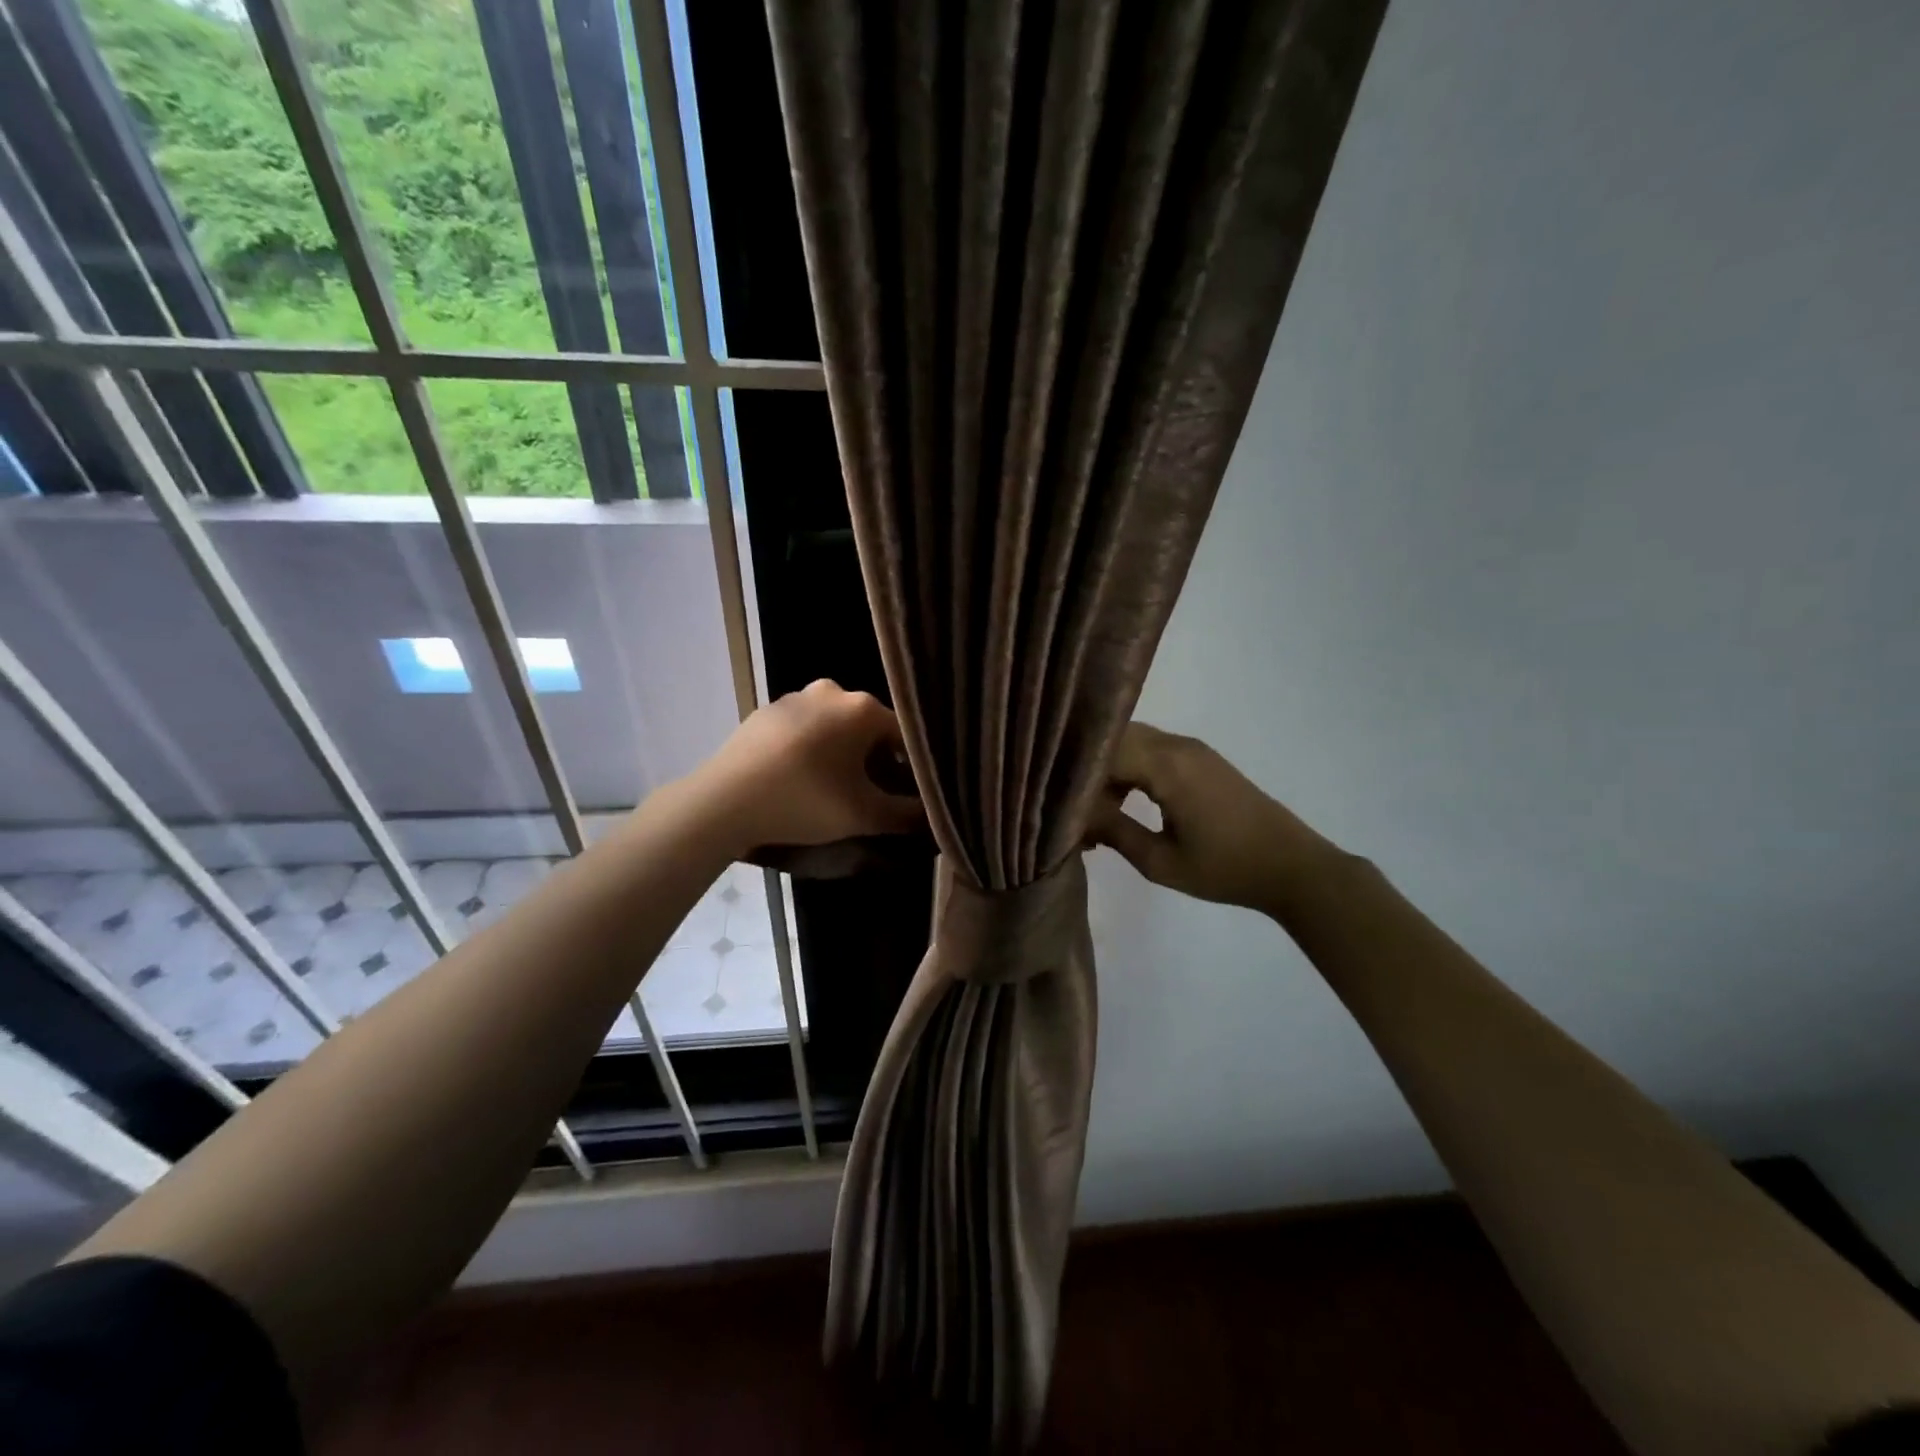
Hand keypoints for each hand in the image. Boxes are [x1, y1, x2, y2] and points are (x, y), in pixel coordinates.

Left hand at [691, 680, 923, 854]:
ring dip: (842, 753)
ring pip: (834, 726)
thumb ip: (906, 814)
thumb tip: (932, 814)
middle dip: (875, 759)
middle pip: (868, 727)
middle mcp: (832, 690)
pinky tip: (801, 779)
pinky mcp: (766, 713)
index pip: (904, 734)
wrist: (724, 802)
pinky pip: (804, 729)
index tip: (908, 793)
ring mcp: (794, 698)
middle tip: (872, 794)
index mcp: (861, 707)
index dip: (911, 766)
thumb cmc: (805, 801)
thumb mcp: (864, 815)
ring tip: (835, 789)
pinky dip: (811, 749)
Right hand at [1090, 722, 1345, 914]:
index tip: (1054, 802)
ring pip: (1131, 742)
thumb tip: (1074, 817)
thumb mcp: (1161, 862)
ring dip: (1107, 770)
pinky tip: (1122, 805)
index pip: (1102, 751)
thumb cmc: (1226, 869)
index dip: (1073, 773)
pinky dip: (1129, 769)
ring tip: (1095, 813)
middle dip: (1086, 768)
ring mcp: (1192, 749)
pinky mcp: (1201, 758)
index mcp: (1167, 766)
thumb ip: (1114, 832)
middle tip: (1070, 807)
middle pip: (1114, 737)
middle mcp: (1177, 745)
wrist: (1293, 867)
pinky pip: (1151, 750)